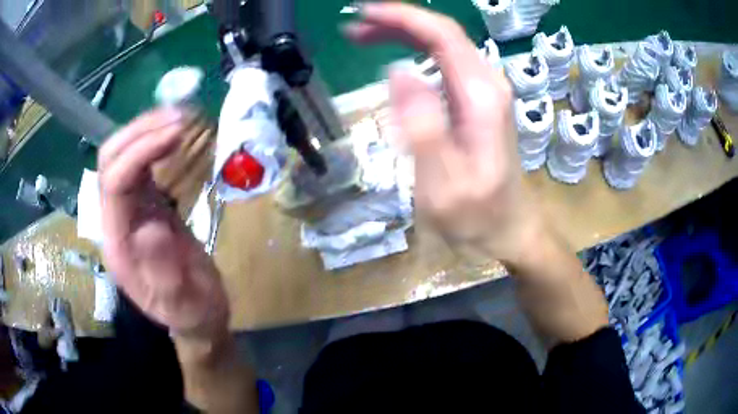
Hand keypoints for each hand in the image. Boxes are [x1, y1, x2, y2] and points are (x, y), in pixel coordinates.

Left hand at [98, 108, 228, 338]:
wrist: (194, 315)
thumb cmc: (190, 312)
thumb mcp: (184, 303)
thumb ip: (164, 274)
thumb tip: (151, 228)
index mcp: (118, 244)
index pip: (114, 183)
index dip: (140, 152)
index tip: (176, 134)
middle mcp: (115, 219)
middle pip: (110, 159)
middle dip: (140, 130)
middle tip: (180, 117)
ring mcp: (128, 207)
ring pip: (122, 153)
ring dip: (147, 128)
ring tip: (181, 116)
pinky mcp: (144, 201)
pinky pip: (140, 160)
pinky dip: (155, 139)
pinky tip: (175, 132)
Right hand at [347, 4, 608, 344]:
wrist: (510, 228)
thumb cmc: (478, 216)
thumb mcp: (445, 185)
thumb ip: (423, 128)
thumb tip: (398, 73)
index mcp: (481, 97)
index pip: (443, 35)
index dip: (402, 17)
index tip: (363, 13)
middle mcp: (487, 84)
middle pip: (442, 33)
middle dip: (396, 22)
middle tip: (353, 28)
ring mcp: (484, 90)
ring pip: (442, 44)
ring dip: (402, 34)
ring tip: (363, 37)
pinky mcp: (477, 100)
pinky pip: (444, 61)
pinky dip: (414, 50)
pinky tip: (392, 56)